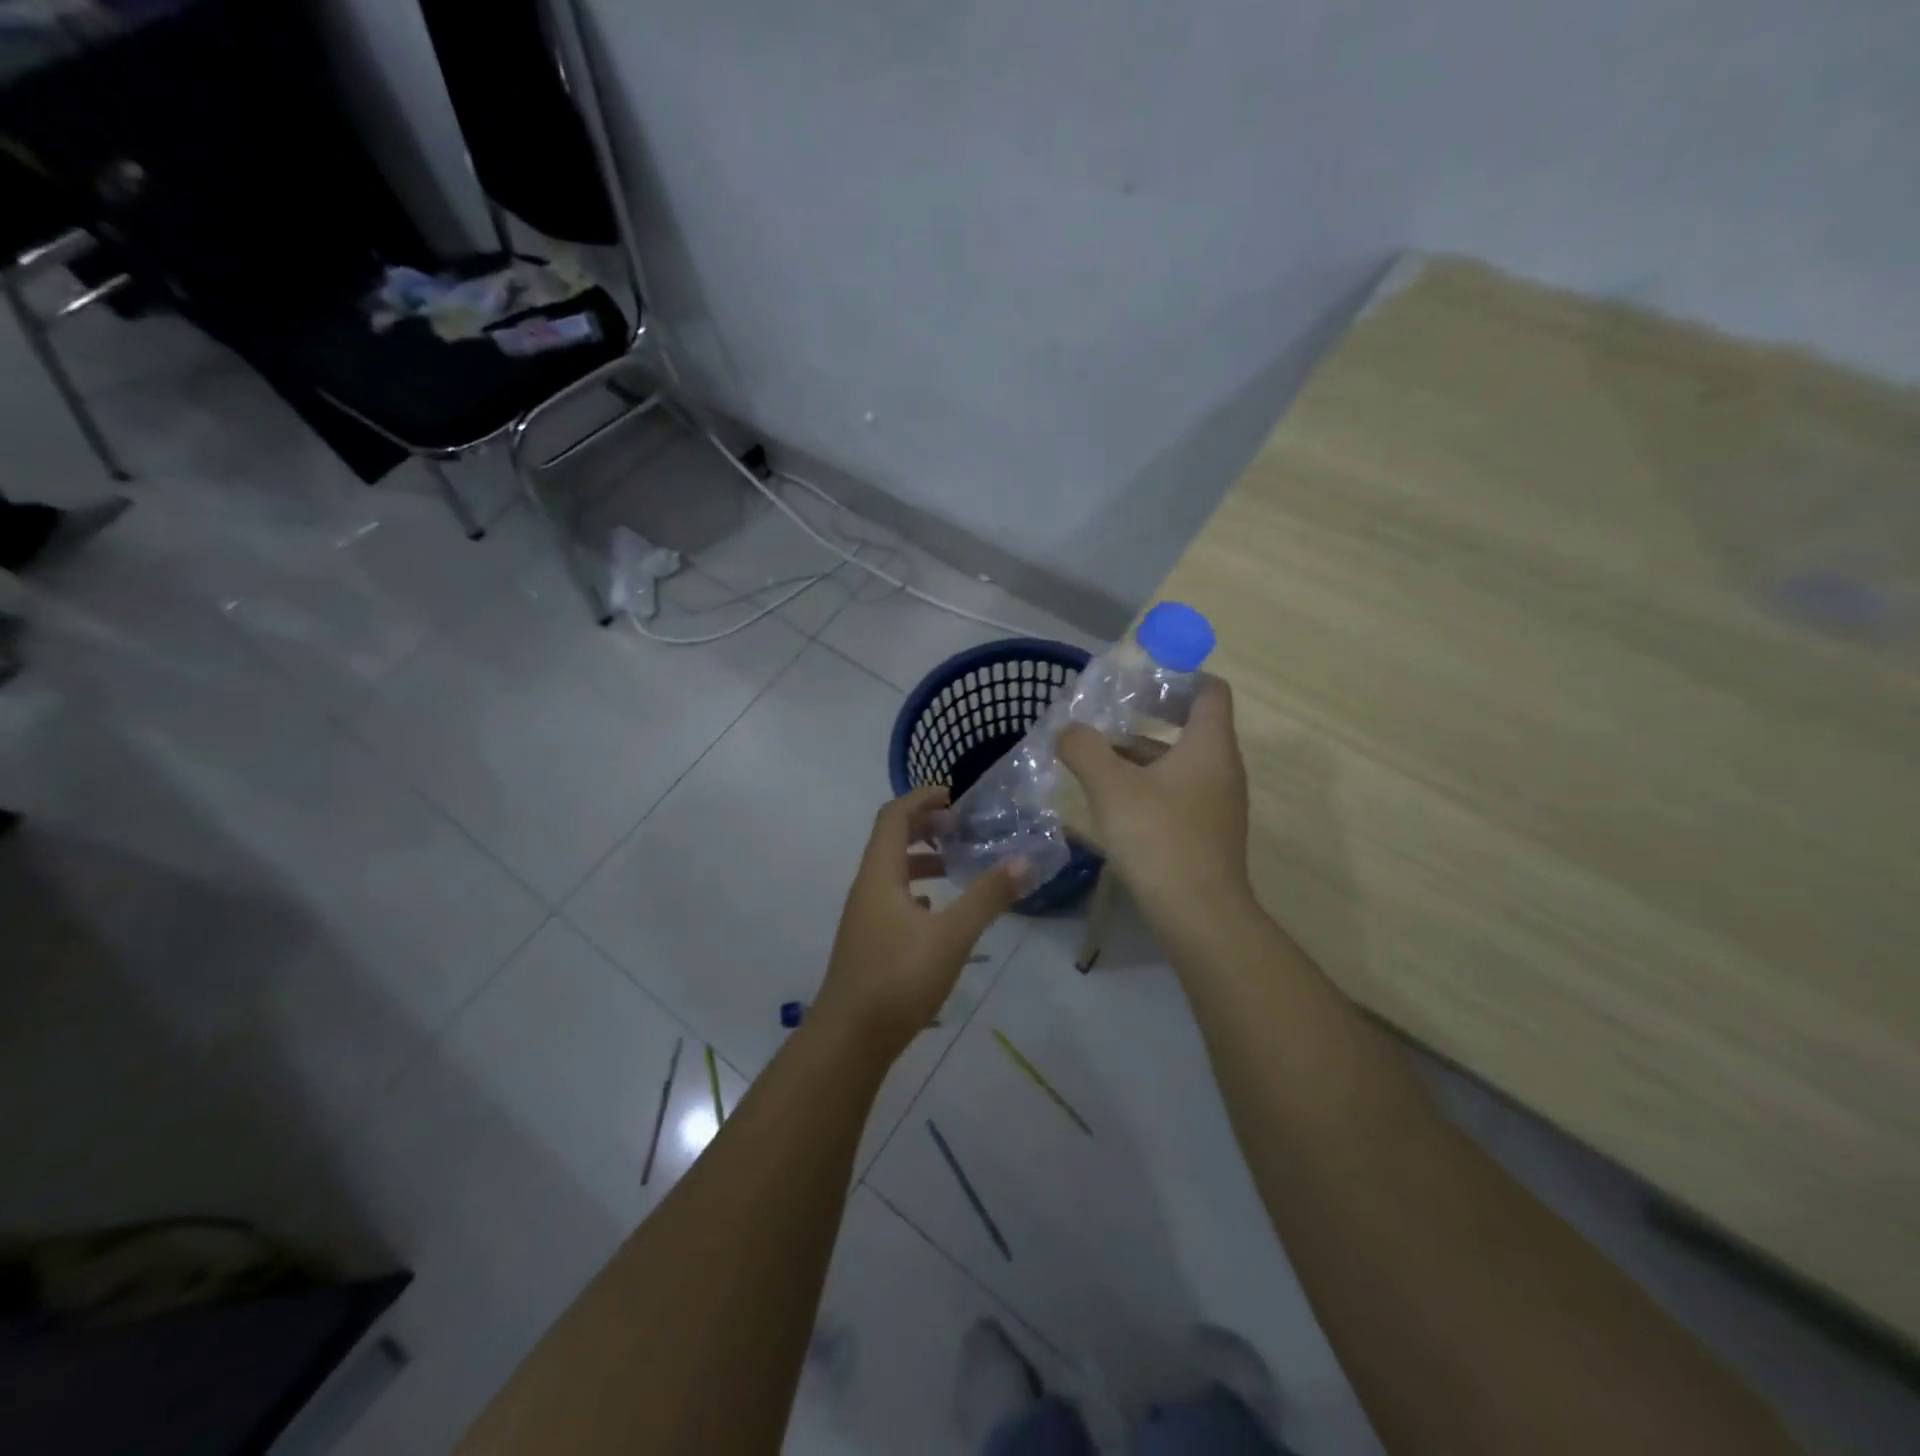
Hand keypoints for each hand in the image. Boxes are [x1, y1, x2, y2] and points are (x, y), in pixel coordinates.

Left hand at [813, 786, 1023, 1059]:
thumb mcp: (952, 936)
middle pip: (891, 840)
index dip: (922, 798)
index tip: (955, 796)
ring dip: (923, 861)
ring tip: (958, 866)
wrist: (849, 1040)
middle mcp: (867, 888)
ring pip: (893, 873)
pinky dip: (917, 892)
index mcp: (880, 875)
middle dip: (926, 827)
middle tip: (962, 828)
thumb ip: (987, 897)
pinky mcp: (869, 942)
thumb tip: (1024, 862)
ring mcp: (865, 917)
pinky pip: (893, 900)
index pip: (894, 816)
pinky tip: (939, 911)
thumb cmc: (898, 978)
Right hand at [1056, 677, 1252, 928]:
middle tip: (1107, 718)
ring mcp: (1218, 804)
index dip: (1179, 676)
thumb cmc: (1158, 836)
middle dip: (1147, 719)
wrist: (1198, 914)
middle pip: (1191, 727)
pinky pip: (1178, 794)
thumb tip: (1067, 730)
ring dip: (1142, 757)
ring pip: (1180, 764)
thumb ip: (1084, 749)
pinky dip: (1148, 787)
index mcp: (1209, 745)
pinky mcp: (1207, 834)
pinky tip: (1113, 804)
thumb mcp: (1110, 786)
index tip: (1140, 679)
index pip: (1209, 690)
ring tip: (1097, 760)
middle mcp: (1222, 769)